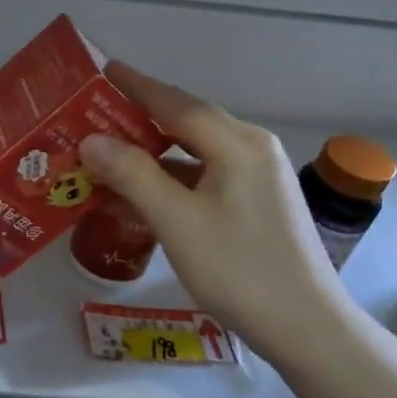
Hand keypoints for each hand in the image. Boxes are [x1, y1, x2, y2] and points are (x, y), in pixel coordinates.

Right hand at [79, 62, 350, 370]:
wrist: (306, 328)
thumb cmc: (239, 270)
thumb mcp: (177, 221)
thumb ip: (133, 175)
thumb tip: (90, 140)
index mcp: (237, 144)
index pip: (177, 103)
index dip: (137, 86)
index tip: (104, 69)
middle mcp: (252, 149)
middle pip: (186, 122)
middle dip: (139, 117)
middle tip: (94, 114)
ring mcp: (257, 177)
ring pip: (195, 151)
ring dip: (152, 152)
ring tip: (108, 152)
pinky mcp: (256, 202)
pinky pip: (205, 176)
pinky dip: (171, 177)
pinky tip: (142, 191)